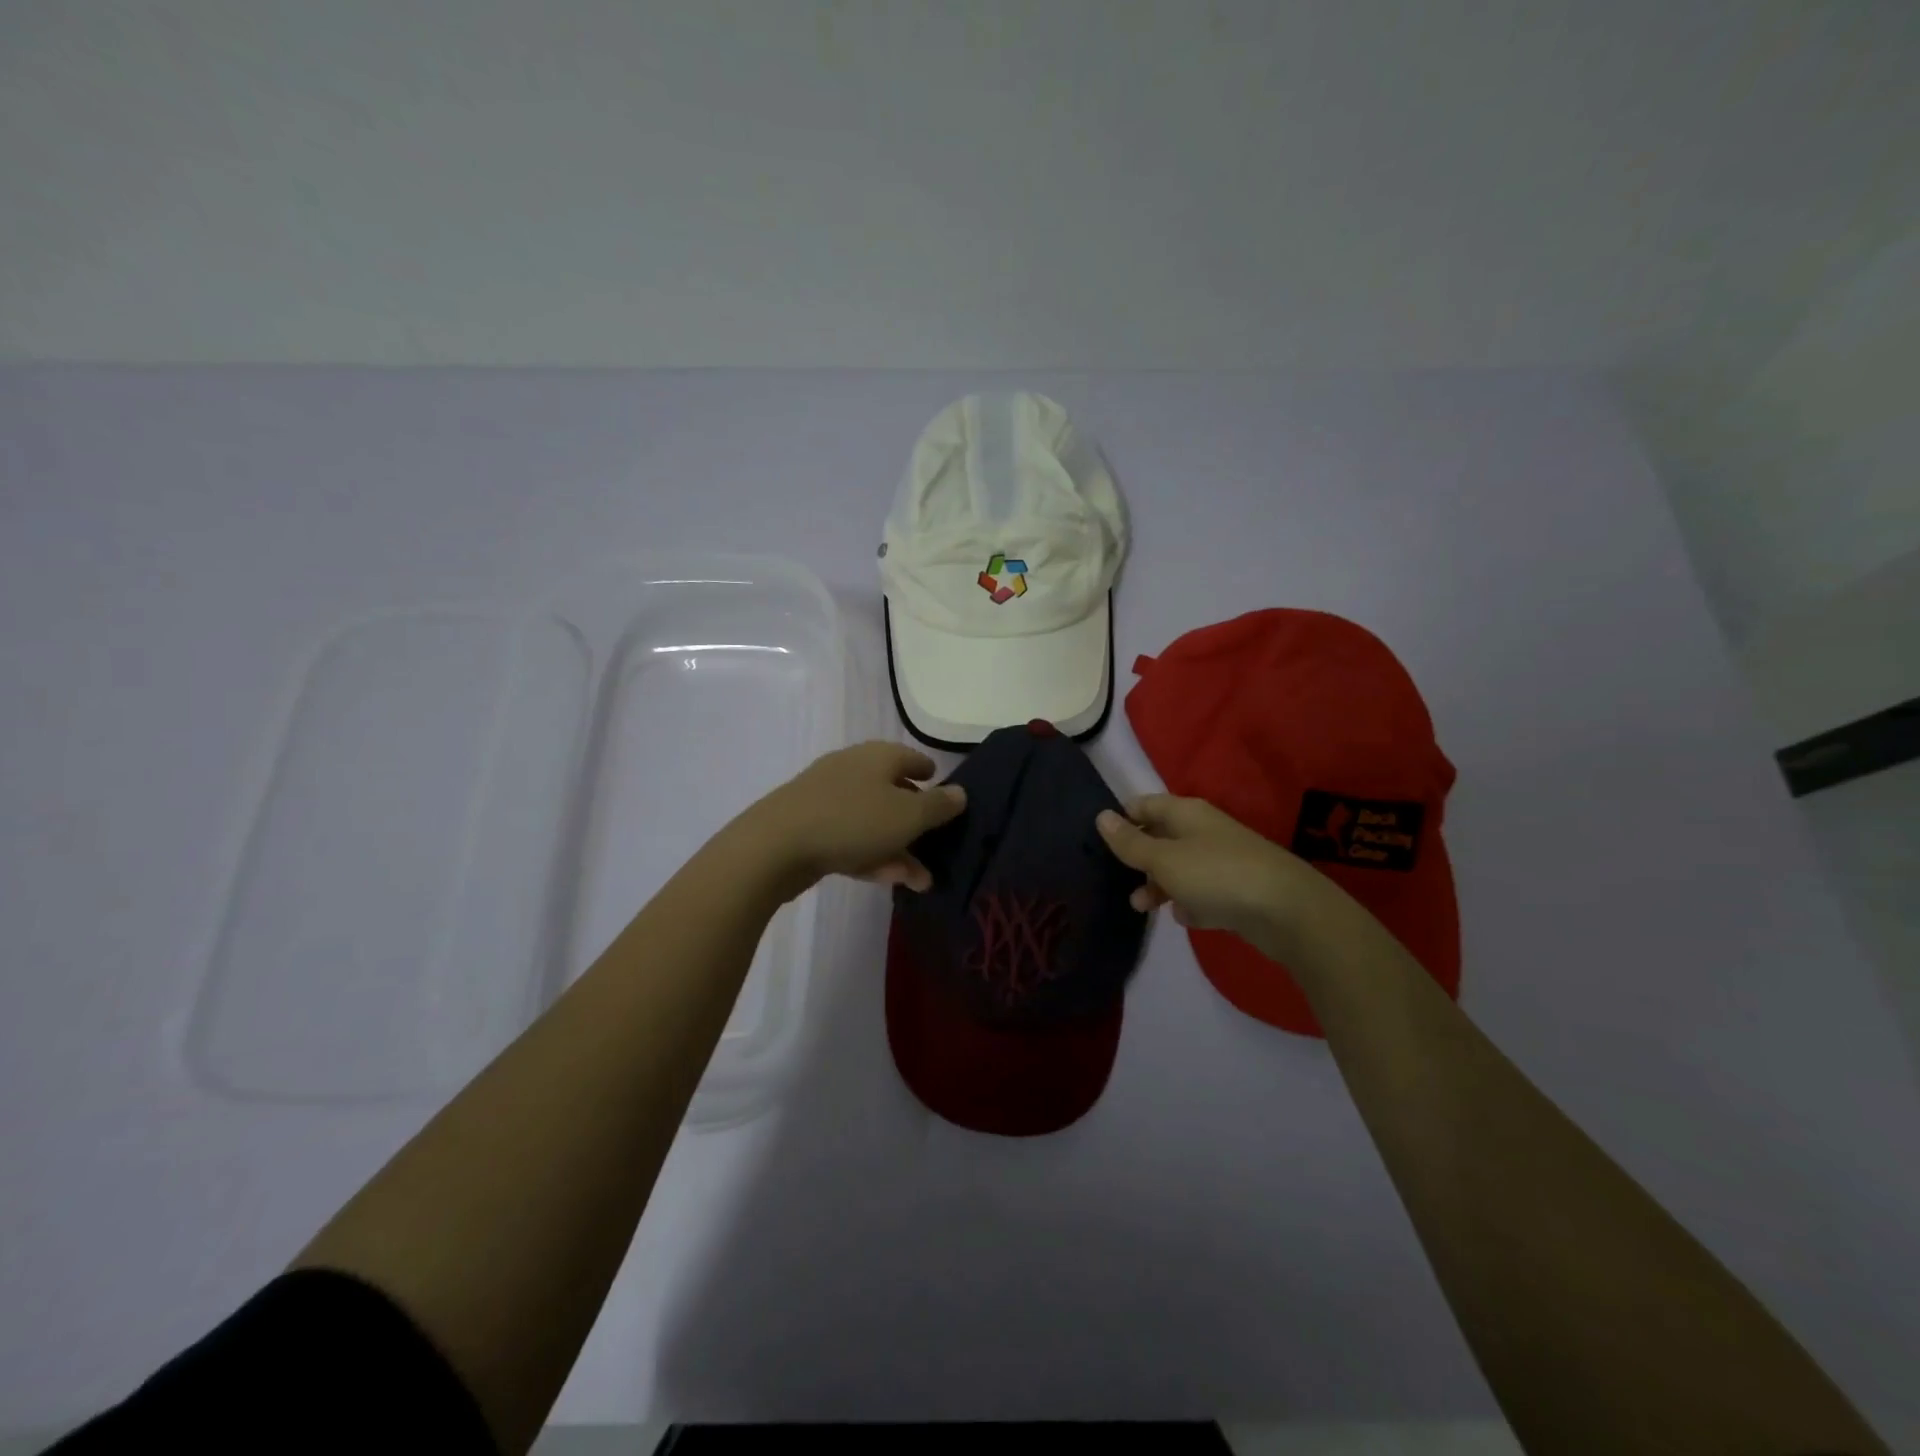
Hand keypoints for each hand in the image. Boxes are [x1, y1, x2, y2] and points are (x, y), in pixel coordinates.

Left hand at [746, 741, 965, 895]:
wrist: (775, 845)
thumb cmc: (853, 821)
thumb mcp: (908, 816)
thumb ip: (938, 806)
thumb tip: (960, 792)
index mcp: (877, 757)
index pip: (910, 758)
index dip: (929, 773)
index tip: (941, 787)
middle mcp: (852, 770)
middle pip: (892, 792)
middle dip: (916, 822)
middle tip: (936, 844)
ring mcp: (827, 798)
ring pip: (873, 821)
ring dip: (899, 849)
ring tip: (921, 881)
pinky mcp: (808, 827)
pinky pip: (850, 839)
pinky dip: (871, 856)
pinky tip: (887, 880)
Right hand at [1096, 794, 1310, 954]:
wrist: (1286, 911)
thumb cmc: (1215, 874)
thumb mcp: (1164, 858)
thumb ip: (1131, 842)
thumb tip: (1101, 816)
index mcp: (1186, 813)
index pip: (1145, 805)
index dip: (1122, 819)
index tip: (1098, 841)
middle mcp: (1204, 831)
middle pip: (1161, 837)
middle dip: (1138, 858)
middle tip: (1115, 879)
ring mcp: (1222, 861)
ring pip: (1180, 868)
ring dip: (1158, 885)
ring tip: (1142, 908)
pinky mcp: (1237, 891)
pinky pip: (1203, 893)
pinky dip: (1190, 903)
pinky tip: (1184, 918)